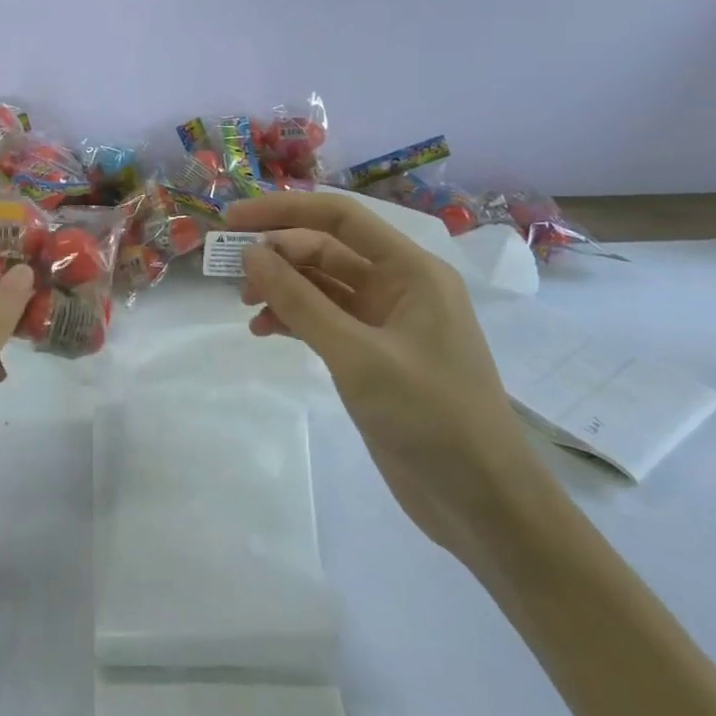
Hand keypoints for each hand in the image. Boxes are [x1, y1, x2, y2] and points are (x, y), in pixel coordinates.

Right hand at [222, 192, 552, 569]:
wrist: (483, 504)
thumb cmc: (431, 417)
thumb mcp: (358, 355)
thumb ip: (301, 302)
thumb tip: (250, 253)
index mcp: (411, 271)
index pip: (340, 218)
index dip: (284, 210)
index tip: (234, 218)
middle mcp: (399, 286)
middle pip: (327, 249)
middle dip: (278, 254)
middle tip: (231, 272)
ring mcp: (385, 322)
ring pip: (321, 285)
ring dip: (282, 288)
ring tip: (246, 305)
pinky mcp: (373, 355)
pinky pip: (324, 320)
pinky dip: (293, 320)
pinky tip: (264, 331)